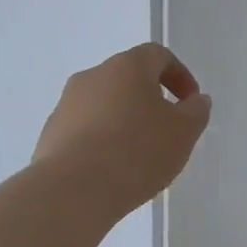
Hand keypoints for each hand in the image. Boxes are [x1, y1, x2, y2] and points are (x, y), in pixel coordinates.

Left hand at [34, 43, 211, 212]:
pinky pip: (85, 129)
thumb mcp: (183, 132)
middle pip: (128, 78)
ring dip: (125, 121)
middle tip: (167, 129)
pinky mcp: (50, 134)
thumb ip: (196, 112)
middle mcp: (93, 76)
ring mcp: (66, 104)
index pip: (158, 55)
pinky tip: (112, 170)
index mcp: (128, 66)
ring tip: (139, 156)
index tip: (190, 103)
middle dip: (151, 99)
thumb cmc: (136, 152)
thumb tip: (196, 101)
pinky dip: (102, 141)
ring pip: (105, 104)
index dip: (180, 75)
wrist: (72, 191)